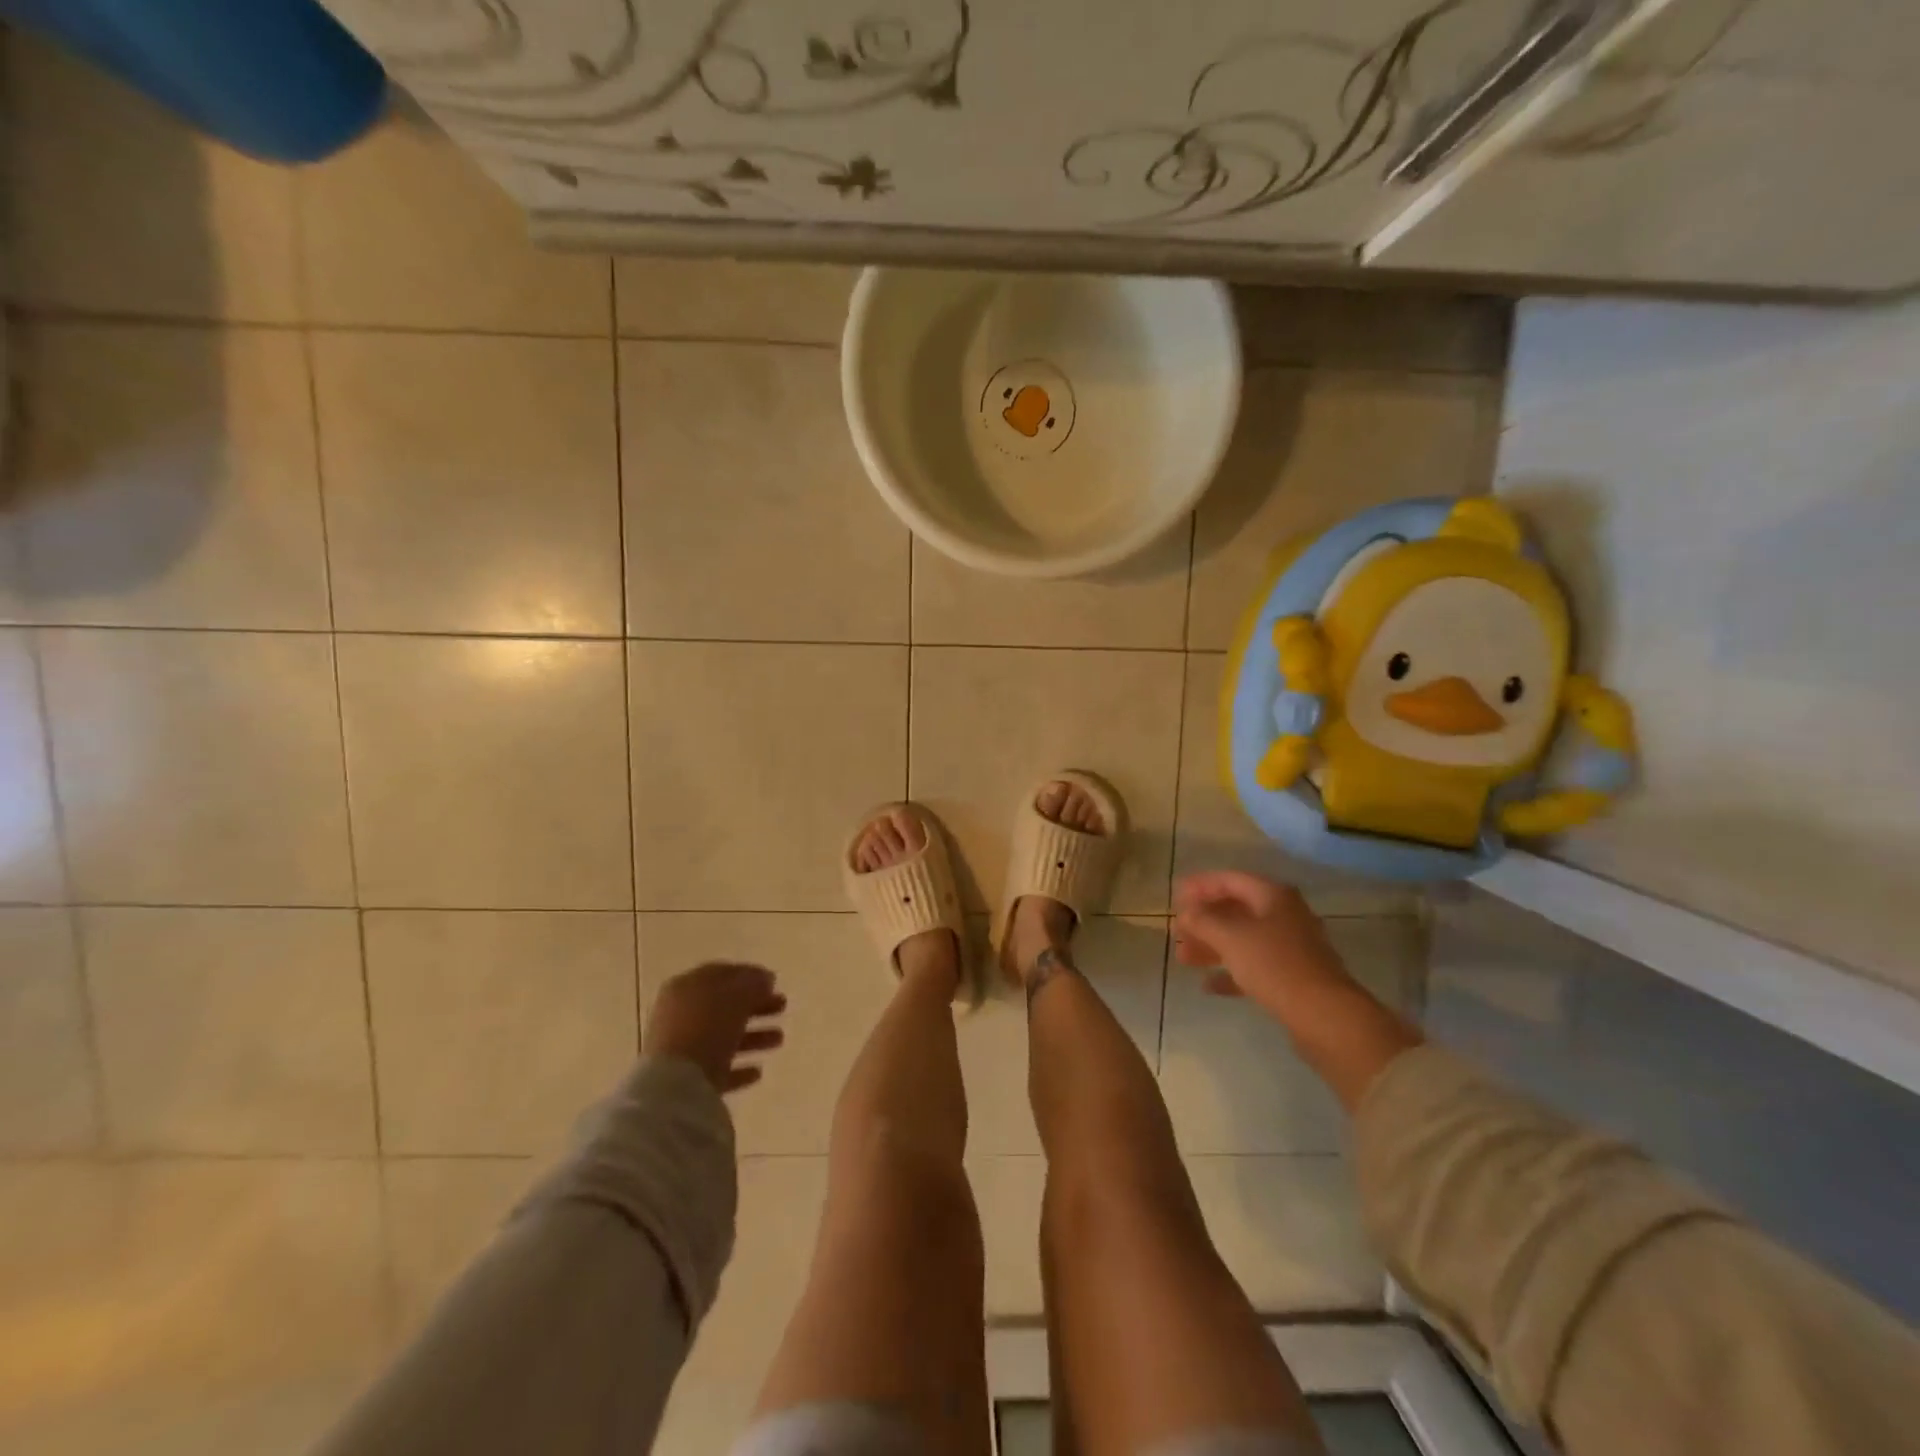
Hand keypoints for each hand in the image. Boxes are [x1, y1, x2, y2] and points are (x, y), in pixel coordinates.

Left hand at [645, 962, 786, 1094]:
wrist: (675, 1085)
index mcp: (686, 987)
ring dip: (753, 1037)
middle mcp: (680, 1015)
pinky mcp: (687, 1081)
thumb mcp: (736, 995)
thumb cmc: (706, 1027)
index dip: (749, 975)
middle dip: (756, 1006)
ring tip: (779, 1039)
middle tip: (782, 1005)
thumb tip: (765, 979)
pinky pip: (718, 1069)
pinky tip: (758, 1071)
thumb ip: (753, 983)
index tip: (774, 981)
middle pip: (724, 1006)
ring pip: (724, 1038)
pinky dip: (739, 1068)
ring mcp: (682, 1049)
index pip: (721, 974)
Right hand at [1173, 872, 1351, 1014]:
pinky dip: (1231, 971)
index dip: (1199, 886)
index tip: (1174, 898)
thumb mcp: (1230, 936)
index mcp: (1273, 895)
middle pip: (1236, 910)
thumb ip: (1202, 920)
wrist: (1325, 1015)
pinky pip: (1254, 966)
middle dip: (1203, 920)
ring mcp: (1291, 947)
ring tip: (1184, 959)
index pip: (1229, 879)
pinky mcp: (1293, 977)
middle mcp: (1284, 915)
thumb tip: (1186, 913)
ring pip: (1243, 939)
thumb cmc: (1274, 965)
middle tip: (1177, 932)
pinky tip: (1209, 985)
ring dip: (1212, 946)